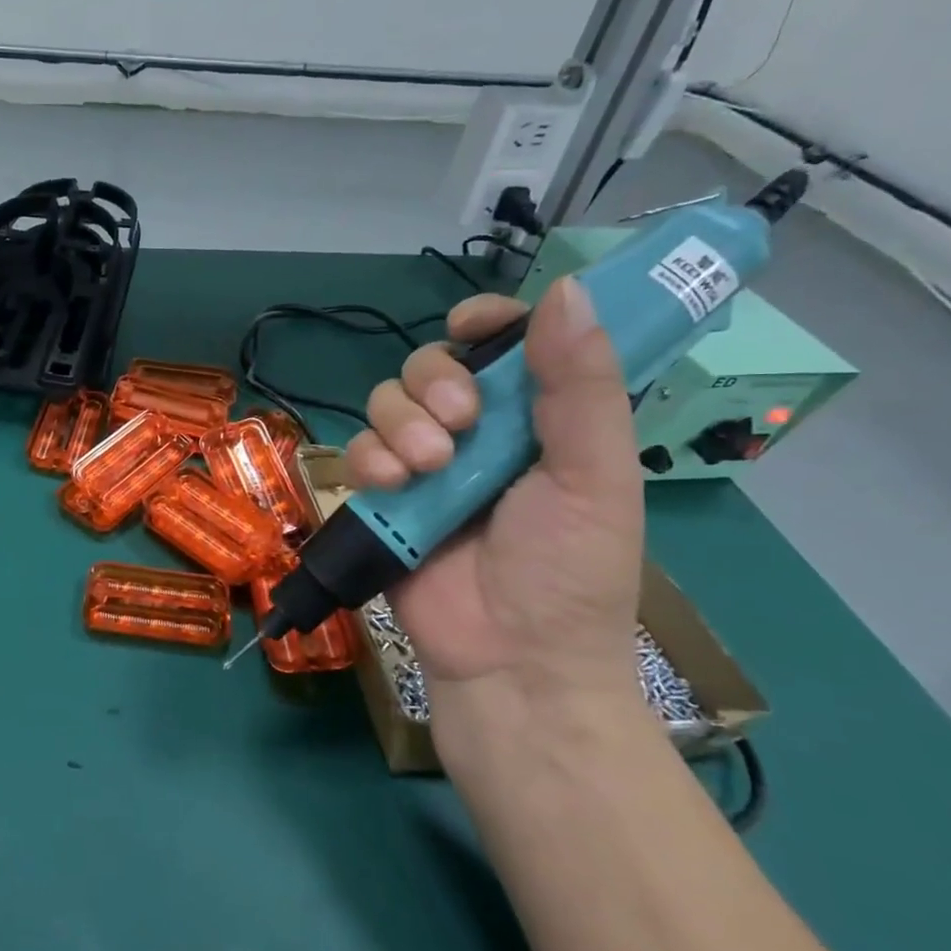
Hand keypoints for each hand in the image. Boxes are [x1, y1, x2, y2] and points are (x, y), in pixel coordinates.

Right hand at [345, 278, 645, 742]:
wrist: (511, 660)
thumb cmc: (569, 570)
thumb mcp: (593, 475)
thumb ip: (581, 385)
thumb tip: (566, 290)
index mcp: (536, 419)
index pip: (503, 343)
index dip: (485, 321)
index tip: (471, 324)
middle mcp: (476, 433)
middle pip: (431, 364)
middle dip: (436, 383)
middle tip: (460, 426)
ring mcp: (423, 464)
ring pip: (386, 402)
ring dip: (401, 424)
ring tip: (427, 469)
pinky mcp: (382, 496)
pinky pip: (357, 449)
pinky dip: (368, 458)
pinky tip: (392, 485)